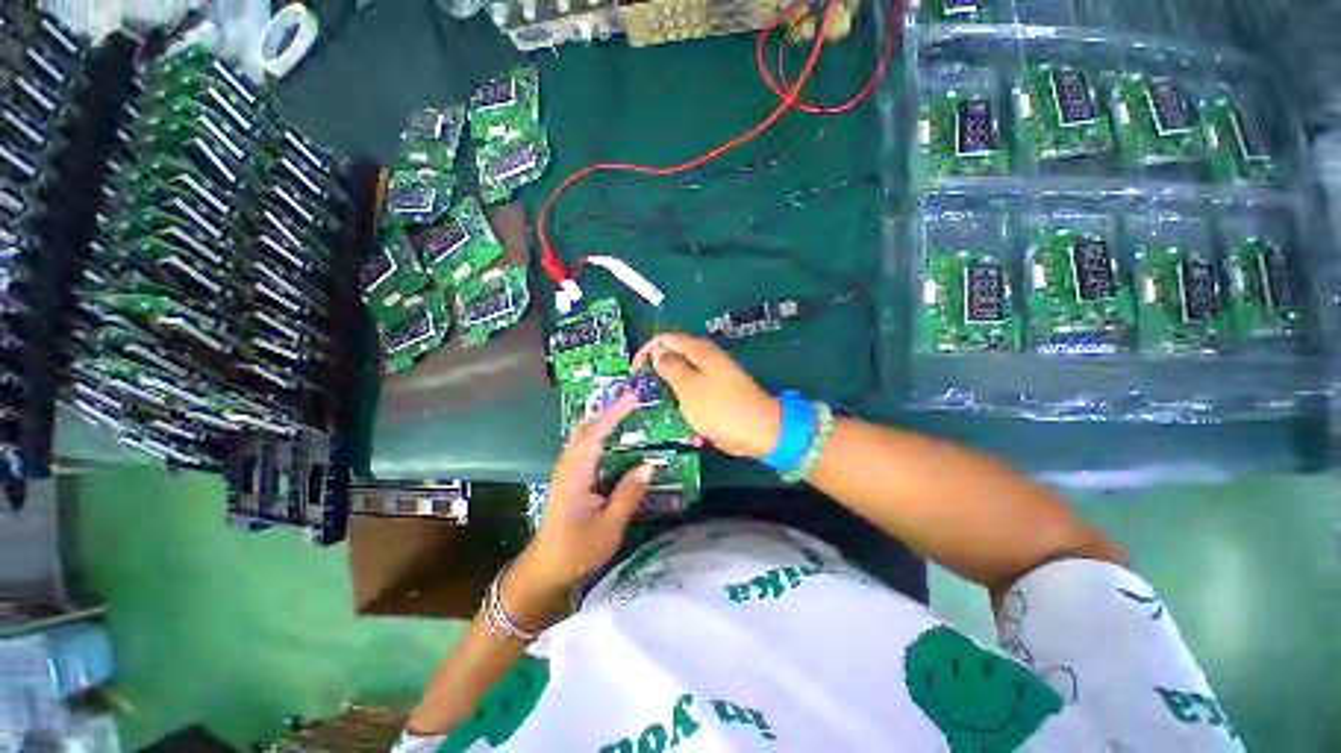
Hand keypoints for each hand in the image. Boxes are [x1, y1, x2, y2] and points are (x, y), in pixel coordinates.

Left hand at [518, 392, 653, 604]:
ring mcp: (566, 472)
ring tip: (624, 412)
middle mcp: (568, 467)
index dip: (613, 415)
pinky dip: (597, 436)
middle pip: (584, 430)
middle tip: (630, 401)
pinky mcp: (569, 479)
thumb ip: (628, 494)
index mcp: (576, 476)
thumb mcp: (609, 526)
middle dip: (606, 412)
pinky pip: (583, 448)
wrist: (546, 570)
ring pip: (581, 437)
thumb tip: (648, 466)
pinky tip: (611, 440)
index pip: (594, 436)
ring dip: (601, 422)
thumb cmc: (577, 550)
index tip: (631, 399)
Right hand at [632, 333, 780, 458]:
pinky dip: (684, 405)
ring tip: (658, 410)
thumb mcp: (689, 387)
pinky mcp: (715, 396)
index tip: (635, 373)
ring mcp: (711, 379)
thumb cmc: (721, 408)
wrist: (760, 432)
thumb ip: (670, 367)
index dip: (647, 352)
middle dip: (656, 374)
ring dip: (669, 393)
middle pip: (673, 358)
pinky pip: (693, 395)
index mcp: (699, 351)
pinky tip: (681, 422)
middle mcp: (705, 360)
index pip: (665, 339)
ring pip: (681, 379)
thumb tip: (658, 352)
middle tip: (643, 395)